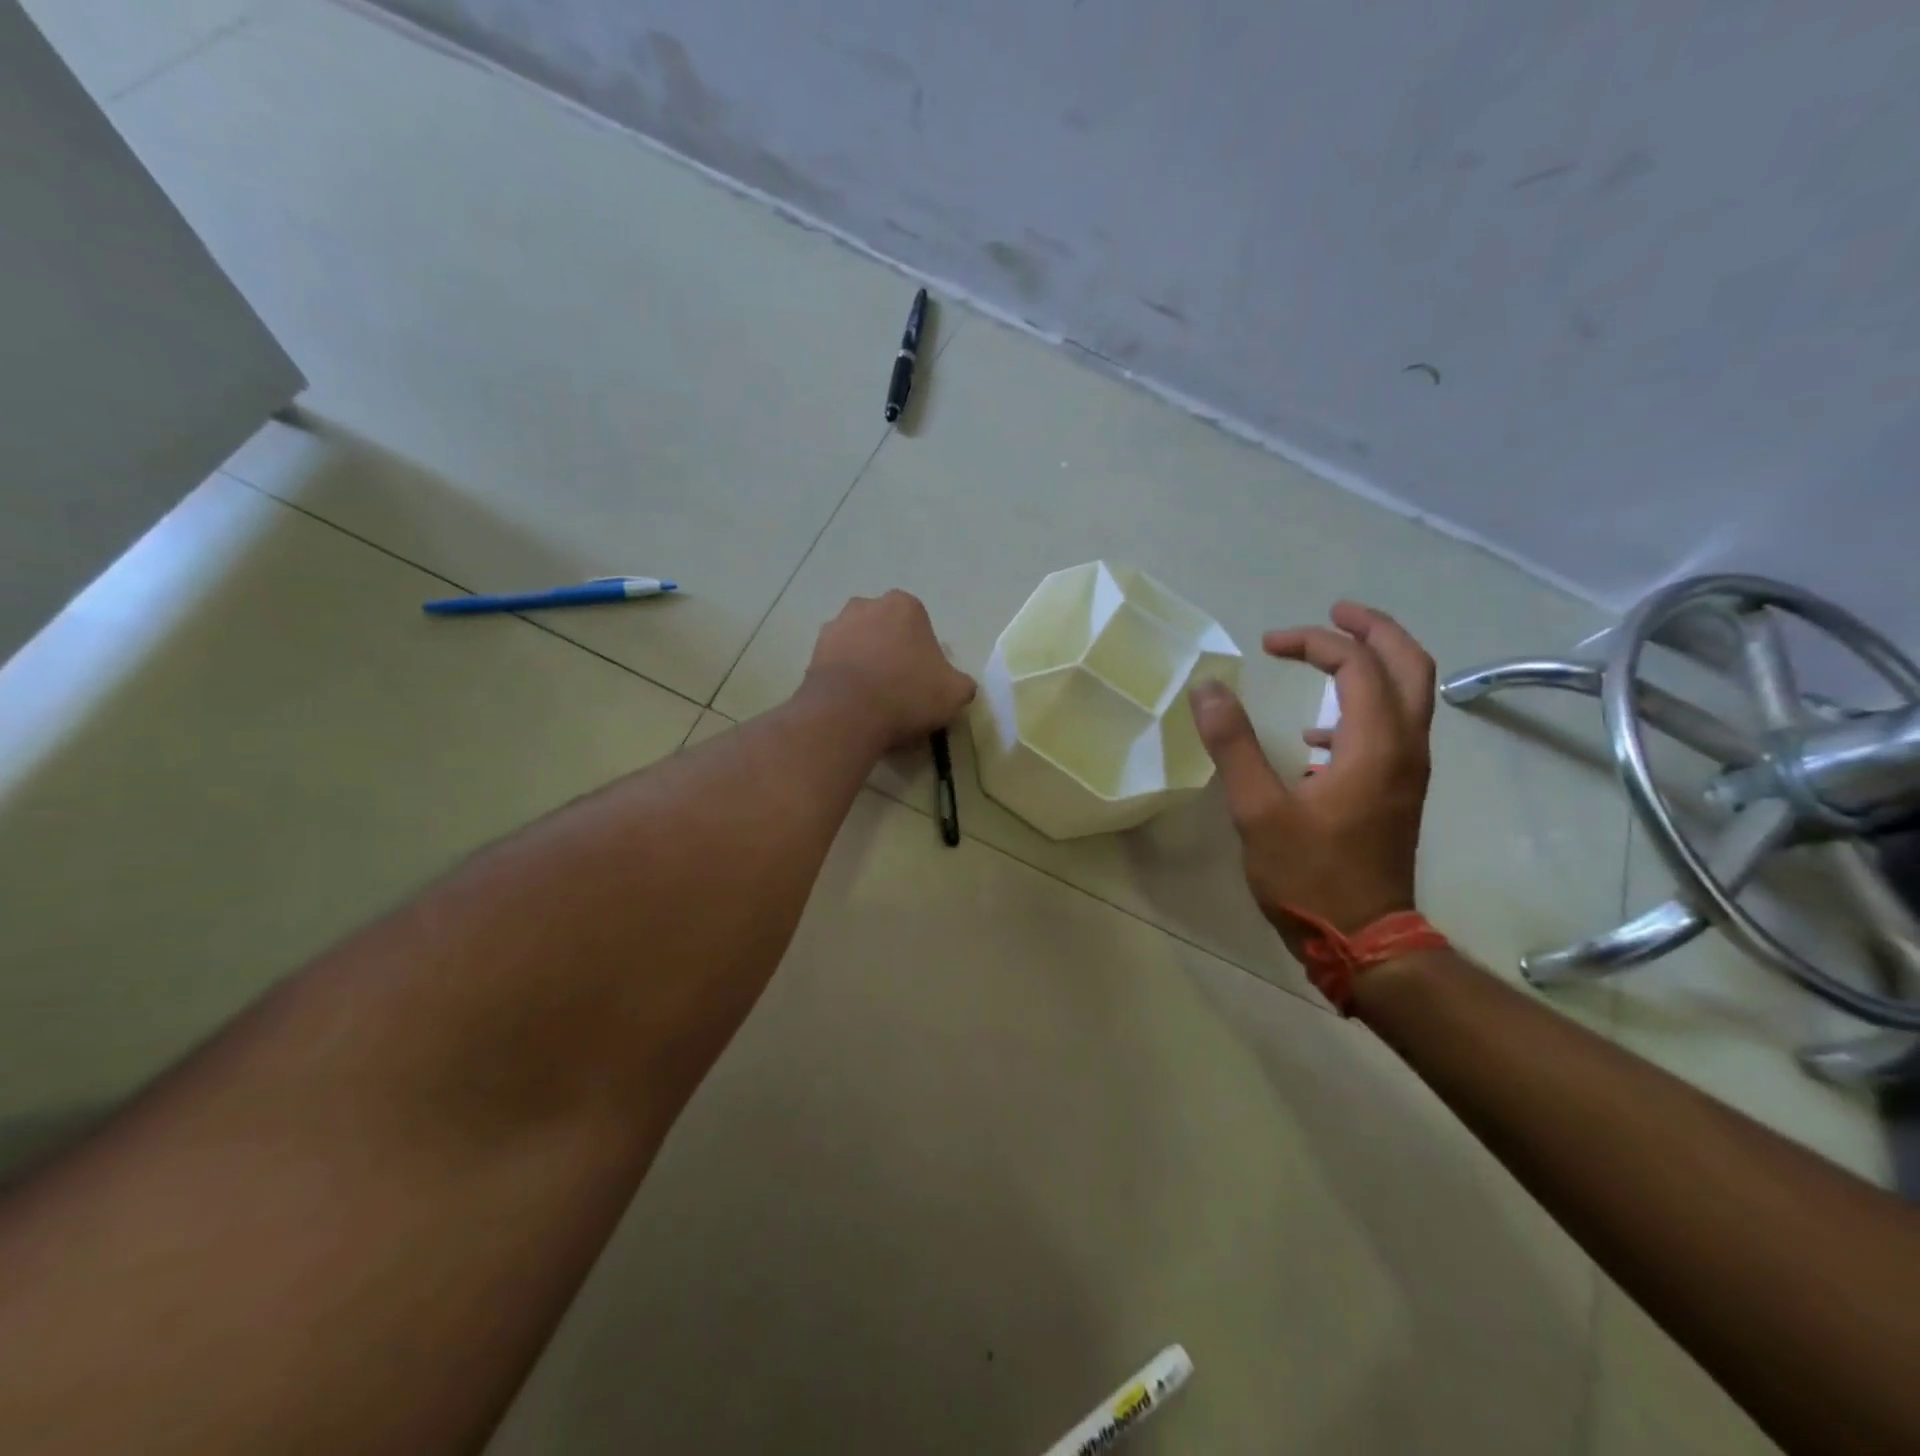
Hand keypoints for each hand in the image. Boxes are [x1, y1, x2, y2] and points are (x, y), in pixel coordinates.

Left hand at [805, 591, 976, 751]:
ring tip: (874, 702)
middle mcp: (866, 605)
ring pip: (860, 647)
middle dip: (893, 655)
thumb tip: (956, 685)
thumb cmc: (907, 694)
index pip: (921, 627)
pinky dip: (846, 680)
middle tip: (900, 691)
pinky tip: (853, 706)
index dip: (925, 656)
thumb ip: (961, 683)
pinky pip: (838, 665)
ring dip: (867, 666)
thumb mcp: (955, 693)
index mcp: (904, 606)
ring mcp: (835, 627)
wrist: (847, 713)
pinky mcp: (812, 652)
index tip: (924, 683)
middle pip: (887, 633)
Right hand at [1190, 601, 1435, 942]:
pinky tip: (1316, 735)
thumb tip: (1207, 689)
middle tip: (1333, 613)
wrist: (1365, 941)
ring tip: (1327, 656)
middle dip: (1373, 630)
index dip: (1314, 642)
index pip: (1357, 665)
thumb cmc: (1309, 876)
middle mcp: (1405, 748)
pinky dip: (1364, 708)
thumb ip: (1233, 744)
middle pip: (1410, 665)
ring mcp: (1408, 772)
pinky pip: (1394, 728)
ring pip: (1410, 696)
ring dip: (1374, 664)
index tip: (1268, 644)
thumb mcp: (1258, 810)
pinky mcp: (1398, 792)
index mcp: (1375, 745)